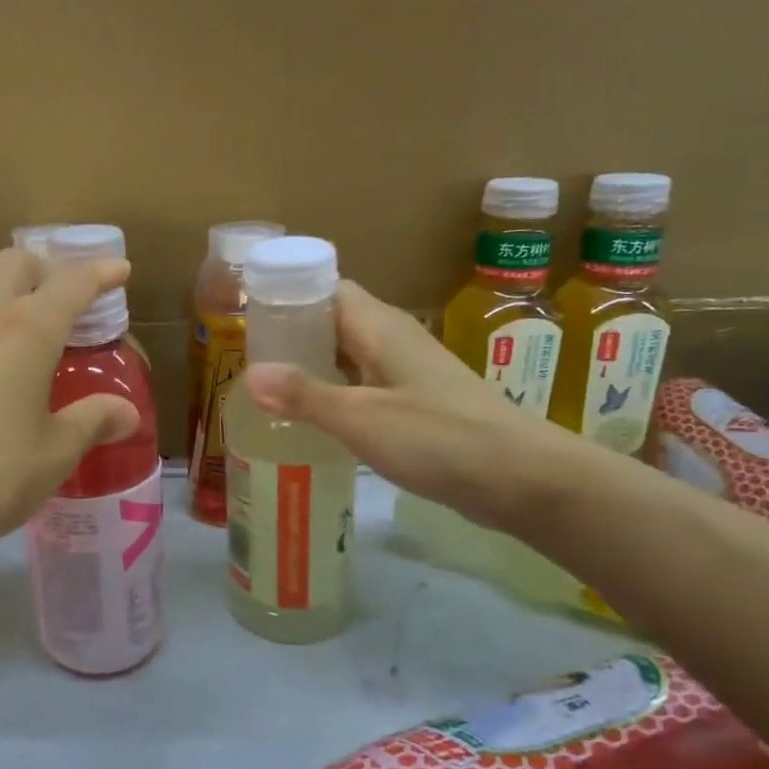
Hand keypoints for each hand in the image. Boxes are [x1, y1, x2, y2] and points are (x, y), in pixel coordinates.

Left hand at [0, 247, 139, 577]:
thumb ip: (94, 422)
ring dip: (4, 289)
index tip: (120, 269)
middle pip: (15, 264)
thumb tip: (128, 413)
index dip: (100, 272)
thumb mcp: (55, 453)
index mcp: (27, 332)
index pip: (71, 283)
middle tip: (66, 300)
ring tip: (20, 325)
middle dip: (46, 269)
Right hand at [242, 281, 573, 531]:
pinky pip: (364, 386)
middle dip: (291, 335)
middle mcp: (393, 340)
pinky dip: (335, 395)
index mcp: (380, 327)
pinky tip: (312, 419)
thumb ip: (305, 395)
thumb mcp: (362, 417)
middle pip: (334, 322)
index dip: (287, 295)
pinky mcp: (418, 404)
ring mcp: (408, 373)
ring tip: (266, 388)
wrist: (523, 478)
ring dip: (311, 367)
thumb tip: (249, 374)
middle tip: (245, 358)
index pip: (326, 289)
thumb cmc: (439, 437)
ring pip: (348, 356)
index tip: (247, 314)